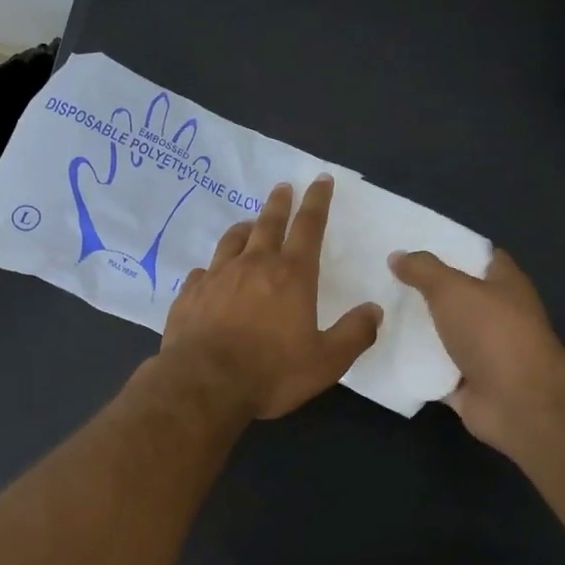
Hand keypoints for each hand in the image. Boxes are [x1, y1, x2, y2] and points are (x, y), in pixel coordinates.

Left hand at [161, 177, 382, 419]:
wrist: (204, 384)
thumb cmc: (271, 372)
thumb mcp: (326, 361)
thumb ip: (354, 334)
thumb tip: (374, 310)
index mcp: (291, 275)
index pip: (308, 227)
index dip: (317, 201)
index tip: (320, 180)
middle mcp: (253, 265)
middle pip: (268, 223)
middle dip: (279, 203)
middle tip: (283, 187)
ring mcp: (217, 277)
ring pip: (232, 240)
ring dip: (244, 228)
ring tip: (249, 223)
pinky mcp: (190, 294)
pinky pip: (204, 271)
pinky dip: (213, 268)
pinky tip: (211, 274)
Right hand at [389, 248, 564, 456]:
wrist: (516, 402)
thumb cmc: (492, 333)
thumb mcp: (452, 289)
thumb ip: (423, 270)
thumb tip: (397, 256)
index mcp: (505, 285)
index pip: (479, 257)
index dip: (451, 248)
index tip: (413, 246)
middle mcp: (497, 316)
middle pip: (456, 296)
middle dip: (424, 289)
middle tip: (383, 279)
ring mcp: (483, 352)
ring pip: (442, 333)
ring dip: (415, 328)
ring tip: (376, 313)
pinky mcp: (466, 382)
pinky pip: (432, 368)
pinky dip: (412, 364)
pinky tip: (382, 350)